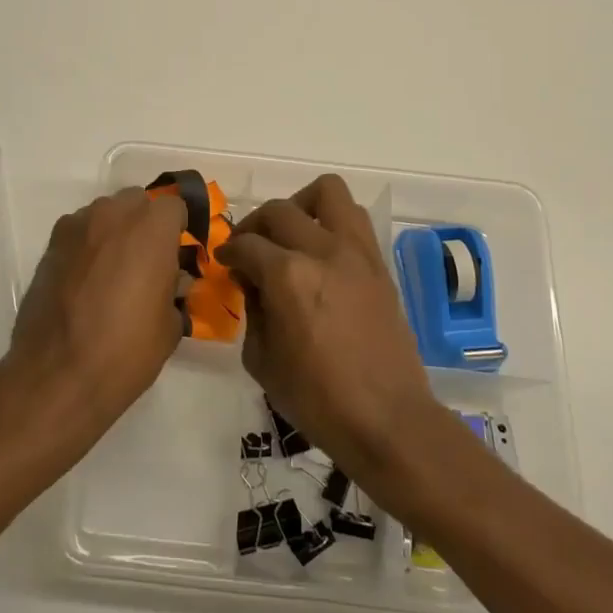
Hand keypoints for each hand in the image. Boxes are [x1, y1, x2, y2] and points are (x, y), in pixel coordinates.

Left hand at [4, 188, 187, 448]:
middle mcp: (113, 215)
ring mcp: (77, 226)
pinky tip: (86, 280)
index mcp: (151, 229)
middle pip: (137, 202)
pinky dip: (88, 246)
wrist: (58, 374)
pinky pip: (79, 232)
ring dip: (115, 231)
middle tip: (148, 261)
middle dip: (145, 224)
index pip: (175, 206)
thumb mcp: (170, 325)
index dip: (179, 228)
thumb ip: (175, 291)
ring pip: (105, 213)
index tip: (179, 254)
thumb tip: (171, 282)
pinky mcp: (50, 245)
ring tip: (114, 272)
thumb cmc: (126, 350)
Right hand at [218, 175, 447, 498]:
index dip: (228, 251)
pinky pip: (354, 219)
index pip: (246, 244)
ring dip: (301, 206)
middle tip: (249, 249)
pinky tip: (320, 253)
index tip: (224, 261)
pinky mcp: (379, 265)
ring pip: (327, 193)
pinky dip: (331, 222)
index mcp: (287, 276)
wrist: (388, 420)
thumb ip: (251, 311)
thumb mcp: (261, 360)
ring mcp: (356, 253)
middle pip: (279, 211)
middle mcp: (322, 251)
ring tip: (291, 235)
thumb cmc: (317, 399)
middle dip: (255, 226)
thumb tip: (252, 283)